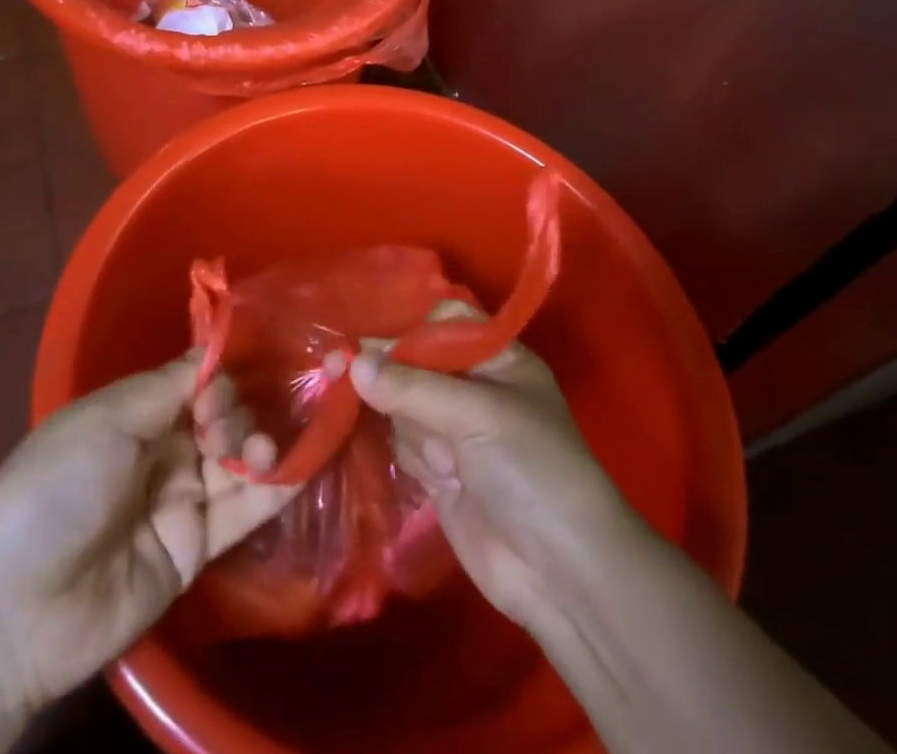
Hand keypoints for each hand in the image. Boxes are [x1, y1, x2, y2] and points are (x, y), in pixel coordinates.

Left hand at [0, 353, 297, 719]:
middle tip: (224, 429)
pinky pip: (243, 512)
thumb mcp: (108, 418)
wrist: (17, 606)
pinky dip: (277, 487)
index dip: (221, 372)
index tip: (244, 368)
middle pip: (221, 416)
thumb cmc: (58, 486)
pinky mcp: (196, 550)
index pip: (194, 380)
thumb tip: (215, 349)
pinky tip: (305, 461)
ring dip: (260, 444)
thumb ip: (171, 385)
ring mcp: (180, 501)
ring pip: (238, 460)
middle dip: (237, 410)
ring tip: (262, 450)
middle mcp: (162, 450)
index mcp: (134, 412)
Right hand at [349, 304, 649, 635]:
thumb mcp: (477, 415)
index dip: (408, 328)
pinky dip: (397, 448)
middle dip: (385, 370)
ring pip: (402, 403)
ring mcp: (457, 432)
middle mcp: (475, 389)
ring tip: (424, 453)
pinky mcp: (440, 472)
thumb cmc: (532, 469)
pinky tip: (407, 463)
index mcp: (498, 360)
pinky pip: (403, 443)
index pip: (445, 323)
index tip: (367, 340)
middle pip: (415, 363)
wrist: (562, 573)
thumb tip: (352, 364)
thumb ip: (412, 388)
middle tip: (334, 367)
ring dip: (397, 418)